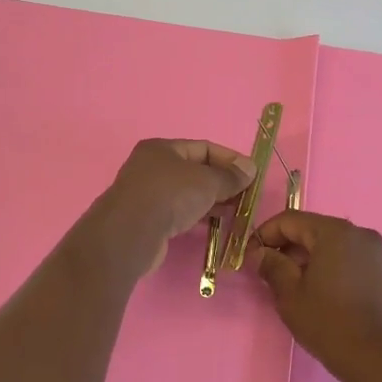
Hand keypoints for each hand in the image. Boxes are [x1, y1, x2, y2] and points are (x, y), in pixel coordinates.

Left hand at [86, 138, 255, 278]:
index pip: (204, 148)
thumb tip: (250, 170)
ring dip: (212, 200)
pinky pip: (178, 211)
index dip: (230, 159)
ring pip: (187, 193)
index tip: (251, 174)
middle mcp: (151, 167)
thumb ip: (230, 176)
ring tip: (235, 211)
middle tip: (245, 195)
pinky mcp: (146, 219)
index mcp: (162, 148)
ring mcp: (147, 194)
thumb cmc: (170, 195)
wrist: (130, 233)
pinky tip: (214, 224)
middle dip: (222, 182)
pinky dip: (197, 215)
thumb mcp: (207, 181)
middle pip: (195, 170)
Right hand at [254, 211, 381, 381]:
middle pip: (313, 230)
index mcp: (335, 232)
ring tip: (293, 286)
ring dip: (309, 259)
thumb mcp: (290, 295)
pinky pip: (350, 260)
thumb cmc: (330, 324)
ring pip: (332, 246)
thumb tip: (260, 253)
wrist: (380, 360)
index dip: (264, 235)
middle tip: (268, 273)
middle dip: (287, 248)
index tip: (250, 257)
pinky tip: (321, 294)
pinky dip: (331, 268)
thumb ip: (272, 266)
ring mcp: (377, 253)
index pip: (290, 220)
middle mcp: (360, 234)